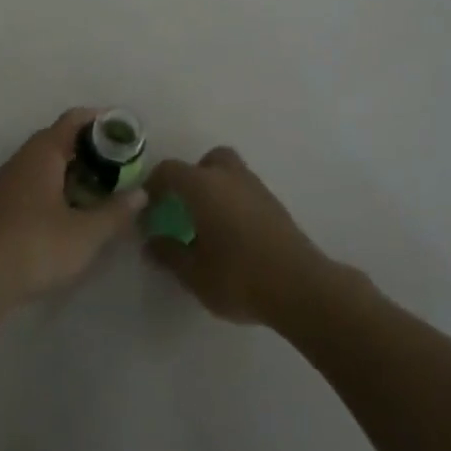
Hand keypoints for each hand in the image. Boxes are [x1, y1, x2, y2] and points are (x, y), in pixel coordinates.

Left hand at [0, 108, 146, 303]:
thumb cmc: (37, 245)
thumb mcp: (86, 233)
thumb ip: (115, 211)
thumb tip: (140, 193)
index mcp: (43, 152)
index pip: (74, 120)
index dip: (101, 122)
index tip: (126, 133)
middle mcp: (23, 158)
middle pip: (60, 140)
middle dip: (92, 150)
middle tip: (121, 168)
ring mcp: (9, 181)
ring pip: (47, 164)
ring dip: (74, 172)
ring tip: (102, 192)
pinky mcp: (2, 204)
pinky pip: (36, 183)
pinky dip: (58, 189)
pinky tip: (72, 213)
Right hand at [144, 146, 336, 325]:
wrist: (302, 289)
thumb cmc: (239, 277)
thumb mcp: (193, 273)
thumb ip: (168, 254)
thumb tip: (151, 243)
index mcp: (203, 186)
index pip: (169, 170)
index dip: (153, 185)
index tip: (148, 208)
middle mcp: (229, 178)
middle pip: (208, 161)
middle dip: (192, 177)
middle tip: (185, 206)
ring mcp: (257, 190)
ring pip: (231, 175)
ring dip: (216, 190)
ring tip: (209, 224)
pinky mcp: (277, 208)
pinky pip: (246, 193)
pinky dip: (235, 204)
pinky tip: (233, 236)